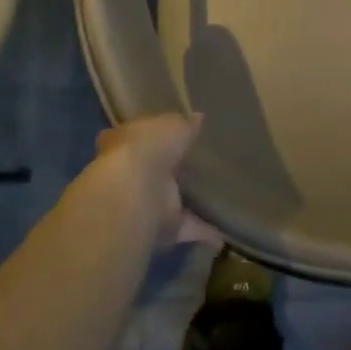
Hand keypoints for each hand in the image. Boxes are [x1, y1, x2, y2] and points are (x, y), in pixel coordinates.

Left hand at [88, 114, 220, 248]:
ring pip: (168, 202)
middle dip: (167, 171)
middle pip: (150, 172)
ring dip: (186, 203)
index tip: (164, 135)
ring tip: (216, 197)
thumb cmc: (148, 147)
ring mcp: (143, 204)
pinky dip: (203, 230)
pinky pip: (186, 228)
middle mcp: (129, 174)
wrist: (134, 192)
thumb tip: (198, 117)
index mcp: (125, 142)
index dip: (147, 136)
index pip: (132, 136)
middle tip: (195, 165)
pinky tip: (225, 232)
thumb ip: (185, 124)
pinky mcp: (160, 229)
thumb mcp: (172, 124)